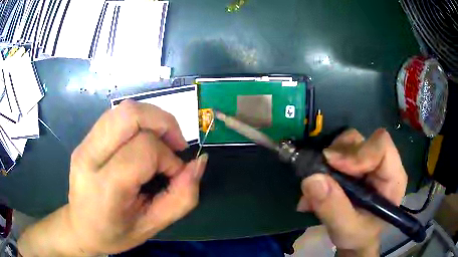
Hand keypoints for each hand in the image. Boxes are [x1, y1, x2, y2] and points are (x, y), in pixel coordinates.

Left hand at [19, 100, 207, 255]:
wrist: (80, 228)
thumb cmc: (115, 234)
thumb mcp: (153, 226)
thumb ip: (181, 198)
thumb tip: (199, 163)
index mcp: (105, 187)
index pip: (144, 150)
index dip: (169, 159)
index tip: (175, 175)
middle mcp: (89, 157)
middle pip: (130, 114)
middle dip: (163, 122)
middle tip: (175, 145)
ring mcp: (84, 144)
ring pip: (123, 110)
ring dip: (152, 119)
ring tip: (161, 142)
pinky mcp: (85, 140)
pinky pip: (116, 117)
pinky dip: (138, 122)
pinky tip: (142, 142)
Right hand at [296, 128, 406, 256]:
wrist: (355, 239)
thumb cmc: (359, 236)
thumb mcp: (346, 229)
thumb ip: (333, 208)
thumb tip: (312, 179)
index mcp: (392, 177)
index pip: (381, 146)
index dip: (358, 152)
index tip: (333, 165)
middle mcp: (382, 164)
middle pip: (360, 141)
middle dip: (337, 157)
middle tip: (319, 177)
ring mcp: (367, 162)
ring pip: (346, 144)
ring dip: (327, 163)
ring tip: (314, 191)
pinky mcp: (353, 165)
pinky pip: (335, 154)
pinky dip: (322, 169)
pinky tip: (314, 192)